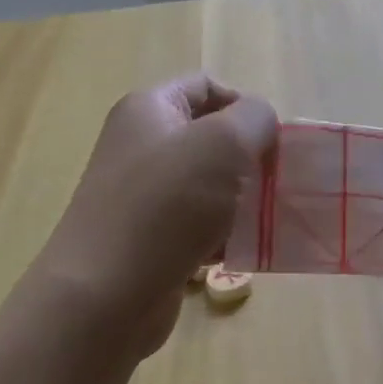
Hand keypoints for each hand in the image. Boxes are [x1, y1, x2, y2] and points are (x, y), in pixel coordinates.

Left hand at [30, 74, 276, 359]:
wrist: (104, 296)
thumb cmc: (165, 208)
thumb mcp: (222, 145)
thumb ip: (253, 119)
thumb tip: (260, 122)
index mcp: (150, 110)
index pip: (207, 86)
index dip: (245, 105)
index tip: (273, 142)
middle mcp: (143, 146)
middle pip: (211, 138)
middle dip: (251, 158)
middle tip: (278, 183)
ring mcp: (144, 196)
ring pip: (211, 185)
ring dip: (244, 200)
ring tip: (269, 220)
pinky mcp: (152, 239)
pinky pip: (201, 225)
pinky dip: (226, 235)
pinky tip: (245, 252)